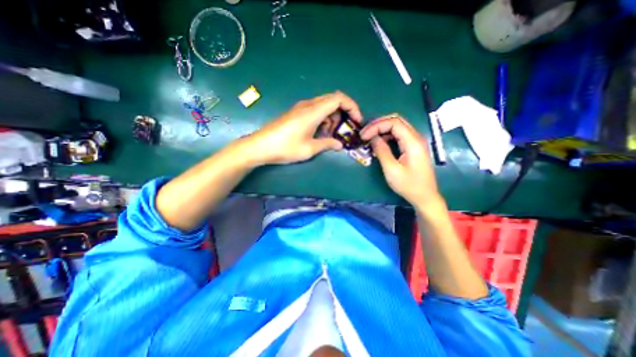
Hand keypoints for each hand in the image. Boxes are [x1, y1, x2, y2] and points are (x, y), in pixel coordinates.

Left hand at [245, 91, 362, 164]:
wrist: (260, 146)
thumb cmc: (285, 147)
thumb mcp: (309, 149)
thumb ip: (327, 144)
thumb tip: (340, 145)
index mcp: (313, 111)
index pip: (339, 99)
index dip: (352, 107)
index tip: (357, 120)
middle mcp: (308, 105)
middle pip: (333, 100)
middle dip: (344, 113)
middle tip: (345, 129)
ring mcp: (301, 108)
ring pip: (324, 105)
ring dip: (332, 118)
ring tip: (330, 135)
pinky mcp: (296, 113)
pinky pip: (315, 110)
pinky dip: (323, 119)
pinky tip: (319, 132)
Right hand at [359, 114, 442, 209]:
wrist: (425, 196)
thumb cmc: (408, 185)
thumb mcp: (392, 169)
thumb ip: (381, 151)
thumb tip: (372, 137)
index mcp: (413, 142)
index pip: (393, 122)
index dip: (376, 126)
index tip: (364, 136)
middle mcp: (416, 137)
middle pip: (396, 120)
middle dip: (378, 124)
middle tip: (365, 133)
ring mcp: (415, 141)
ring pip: (397, 126)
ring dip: (382, 129)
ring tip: (369, 138)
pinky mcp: (413, 147)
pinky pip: (399, 135)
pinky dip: (387, 136)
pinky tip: (378, 143)